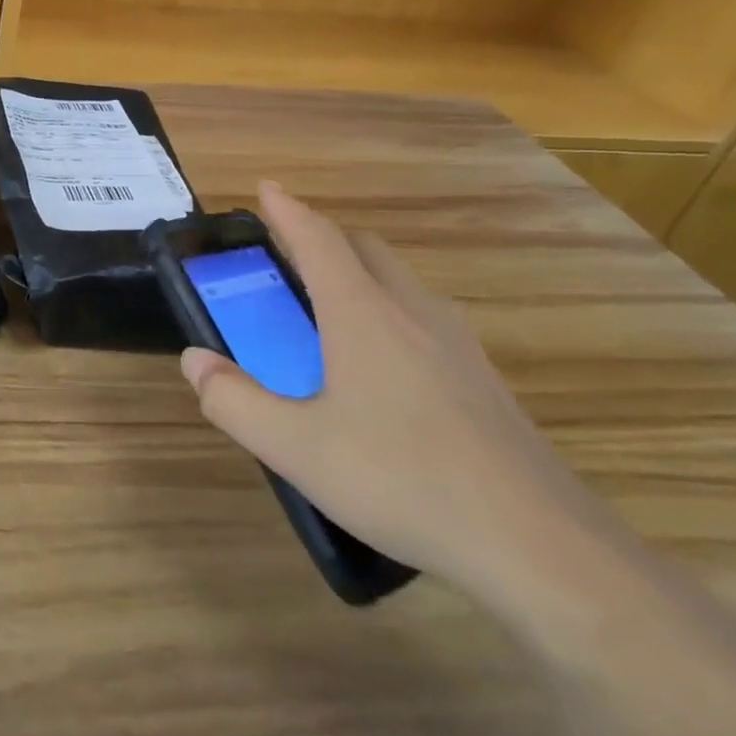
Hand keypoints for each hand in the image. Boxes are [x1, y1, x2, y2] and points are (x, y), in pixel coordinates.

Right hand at [180, 182, 602, 597]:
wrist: (540, 547)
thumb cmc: (402, 480)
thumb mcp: (295, 447)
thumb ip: (234, 400)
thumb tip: (195, 361)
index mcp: (363, 314)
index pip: (318, 240)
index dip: (288, 211)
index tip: (267, 188)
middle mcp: (412, 313)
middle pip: (366, 249)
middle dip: (325, 237)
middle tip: (289, 254)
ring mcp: (457, 345)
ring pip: (401, 282)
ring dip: (361, 273)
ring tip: (330, 307)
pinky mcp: (484, 381)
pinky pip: (425, 318)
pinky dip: (391, 310)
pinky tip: (382, 366)